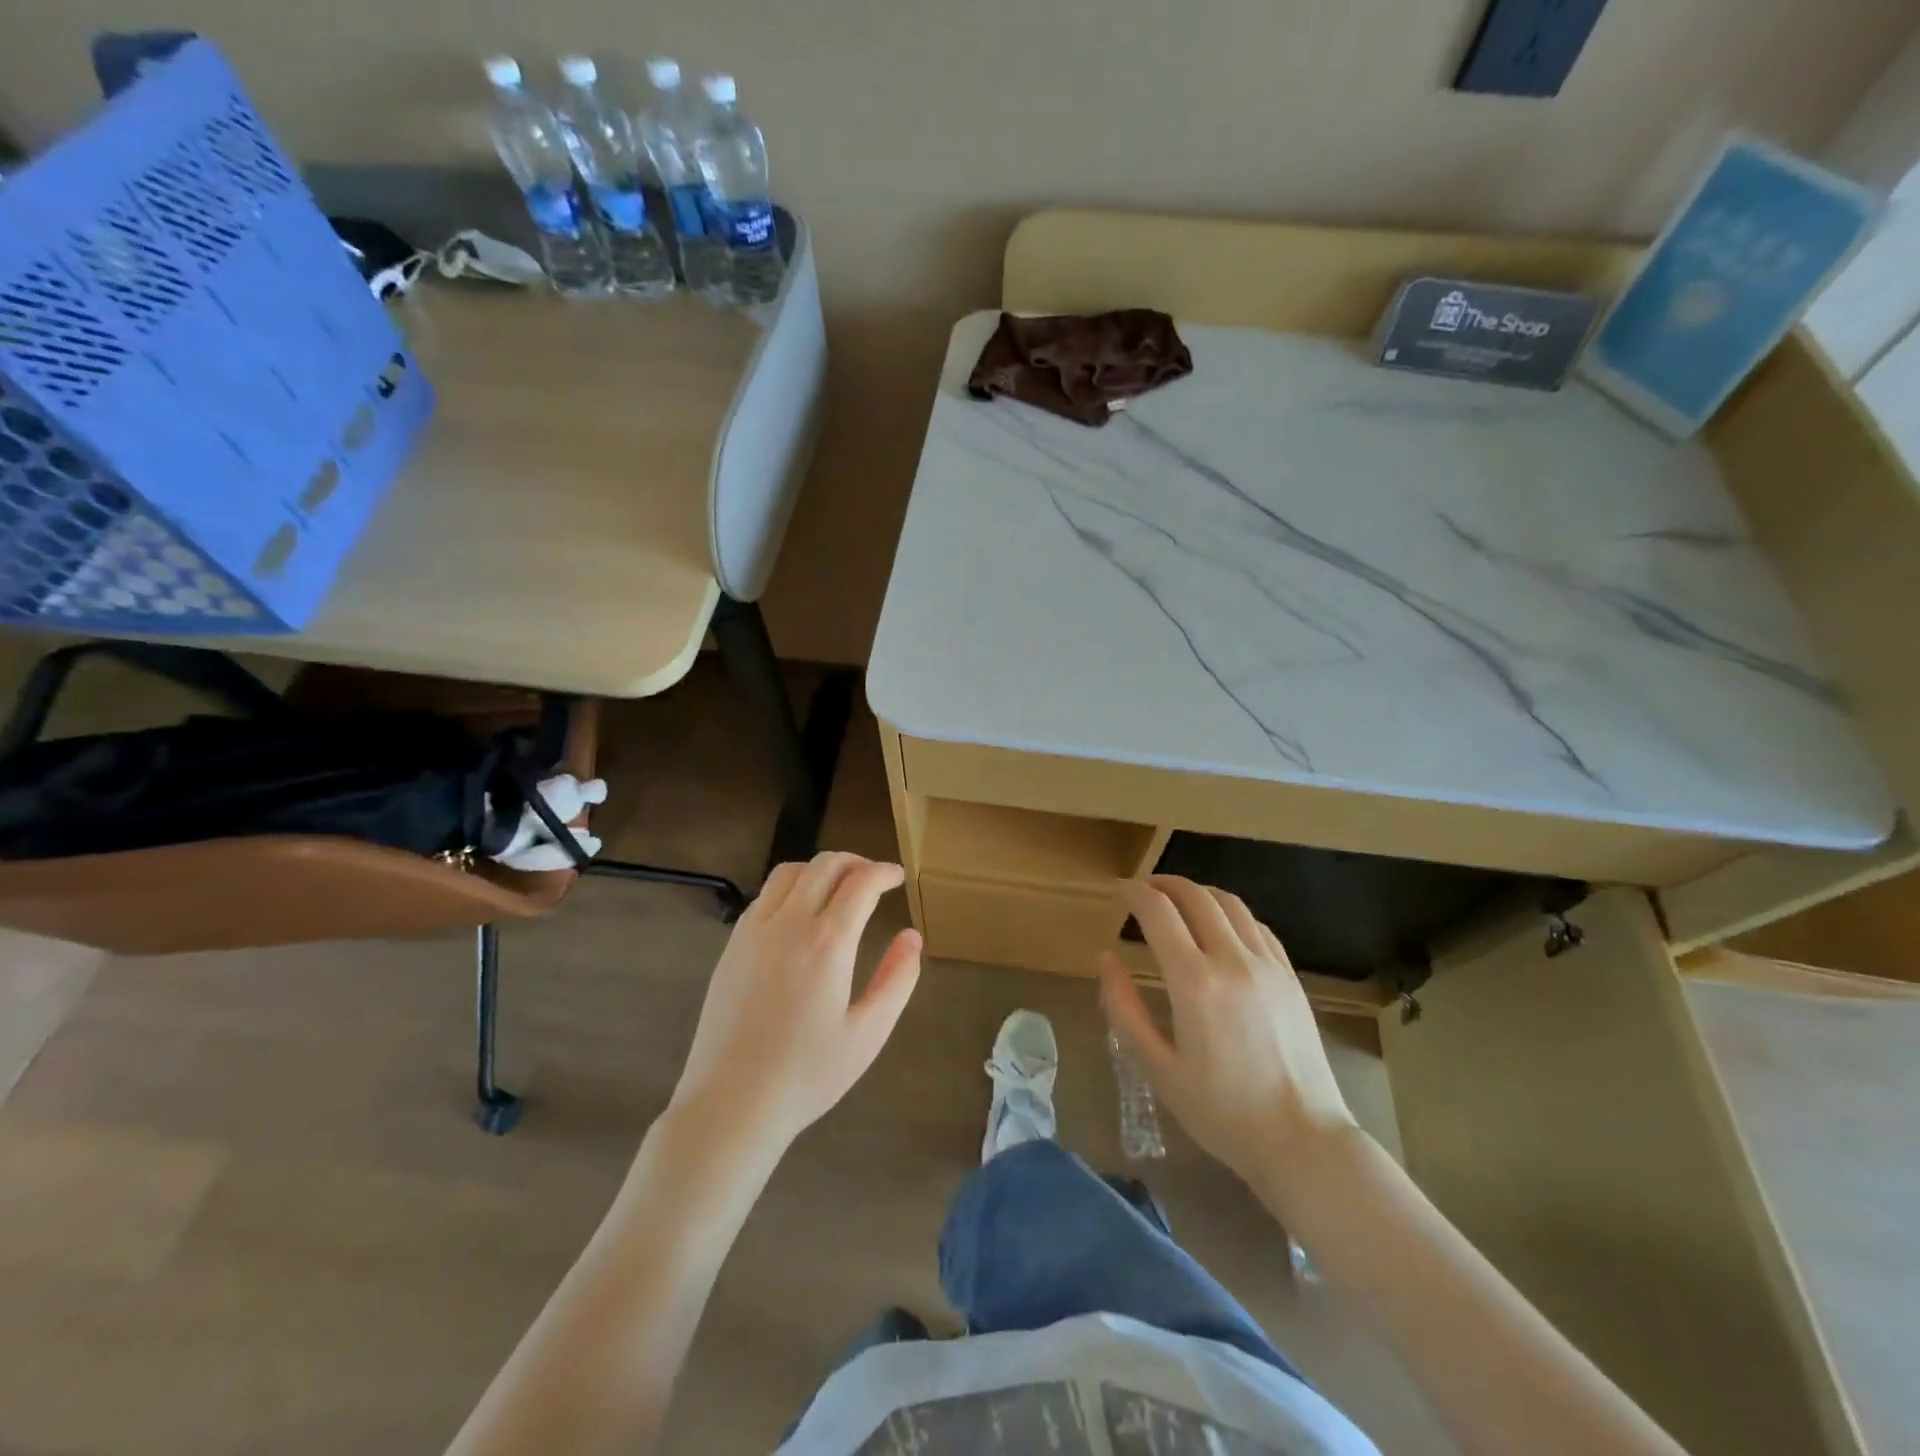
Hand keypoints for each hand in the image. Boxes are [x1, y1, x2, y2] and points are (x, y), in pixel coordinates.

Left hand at [670, 853, 921, 1155]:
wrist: (731, 1103)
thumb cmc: (807, 1074)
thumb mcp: (868, 1034)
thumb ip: (897, 979)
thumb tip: (912, 937)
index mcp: (827, 943)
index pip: (860, 883)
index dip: (884, 872)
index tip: (898, 877)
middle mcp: (788, 924)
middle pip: (824, 865)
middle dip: (855, 862)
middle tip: (874, 877)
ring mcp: (754, 931)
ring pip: (789, 872)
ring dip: (820, 869)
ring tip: (839, 887)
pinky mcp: (732, 945)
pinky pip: (765, 896)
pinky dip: (791, 888)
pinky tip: (800, 913)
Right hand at [1099, 876, 1356, 1192]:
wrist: (1302, 1141)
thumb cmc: (1221, 1112)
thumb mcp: (1157, 1068)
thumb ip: (1124, 1009)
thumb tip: (1106, 958)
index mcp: (1194, 982)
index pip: (1158, 912)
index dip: (1134, 893)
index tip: (1119, 891)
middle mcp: (1232, 960)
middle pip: (1195, 896)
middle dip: (1163, 883)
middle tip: (1142, 890)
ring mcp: (1268, 965)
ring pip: (1229, 902)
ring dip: (1197, 892)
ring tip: (1177, 901)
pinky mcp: (1290, 976)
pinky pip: (1256, 925)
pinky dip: (1230, 912)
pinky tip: (1219, 927)